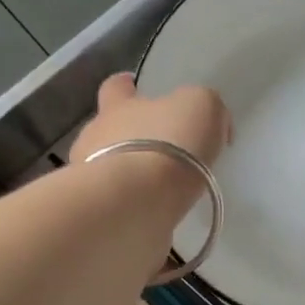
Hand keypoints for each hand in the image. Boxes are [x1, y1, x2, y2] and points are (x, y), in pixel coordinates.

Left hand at [70, 73, 230, 219]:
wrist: (134, 205)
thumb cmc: (167, 145)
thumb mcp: (201, 107)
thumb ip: (205, 107)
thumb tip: (212, 125)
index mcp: (118, 107)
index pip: (116, 88)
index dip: (126, 87)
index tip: (134, 89)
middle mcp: (96, 139)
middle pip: (108, 131)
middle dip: (130, 138)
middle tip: (161, 152)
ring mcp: (91, 180)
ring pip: (110, 171)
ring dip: (132, 177)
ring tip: (161, 191)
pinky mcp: (99, 216)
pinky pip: (118, 208)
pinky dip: (134, 210)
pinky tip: (155, 217)